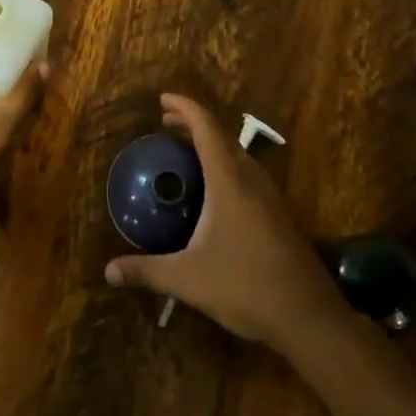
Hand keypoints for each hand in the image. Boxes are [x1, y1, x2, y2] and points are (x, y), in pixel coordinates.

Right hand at [105, 94, 344, 346]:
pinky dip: (225, 164)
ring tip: (186, 151)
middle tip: (166, 123)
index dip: (184, 107)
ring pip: (238, 154)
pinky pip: (247, 173)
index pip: (206, 127)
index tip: (162, 100)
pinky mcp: (278, 214)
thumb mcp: (188, 280)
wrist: (308, 316)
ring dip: (212, 143)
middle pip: (222, 135)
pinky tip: (212, 190)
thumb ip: (146, 271)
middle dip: (194, 123)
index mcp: (229, 180)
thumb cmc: (245, 287)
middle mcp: (251, 179)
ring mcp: (269, 196)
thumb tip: (108, 271)